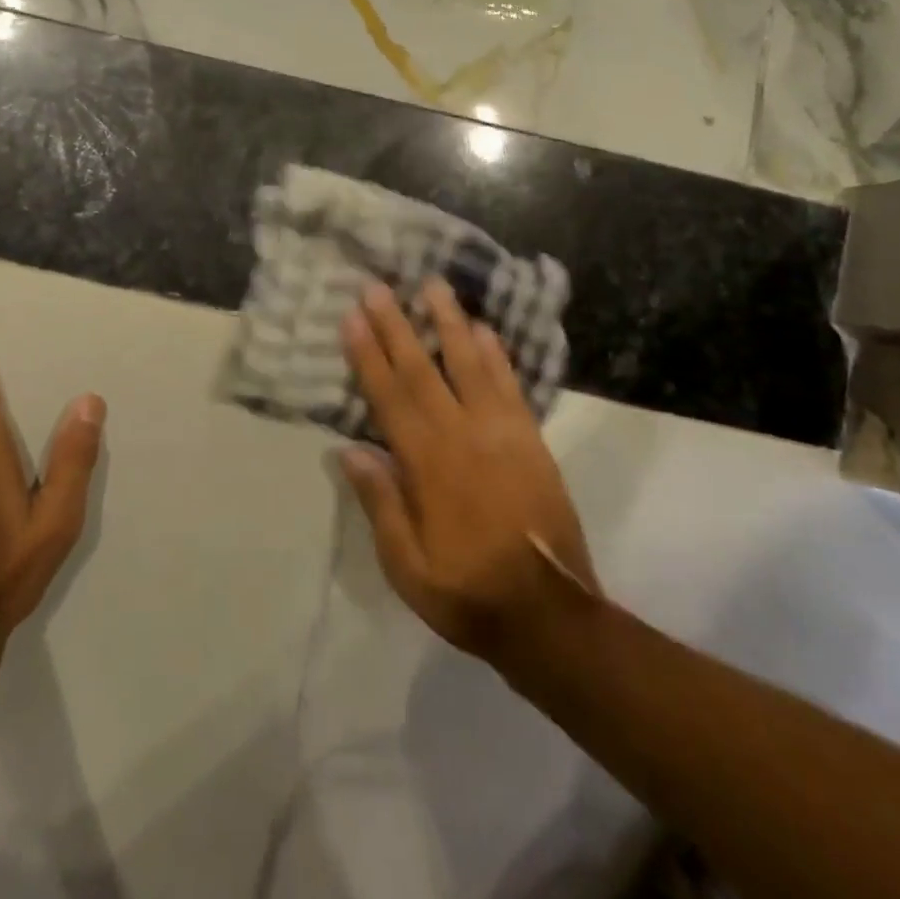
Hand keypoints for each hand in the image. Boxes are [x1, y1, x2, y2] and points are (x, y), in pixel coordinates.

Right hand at [338, 278, 597, 666]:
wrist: (550, 614)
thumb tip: (349, 450)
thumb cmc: (468, 592)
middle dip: (397, 325)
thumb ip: (380, 504)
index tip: (352, 317)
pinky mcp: (530, 439)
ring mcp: (501, 433)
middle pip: (422, 370)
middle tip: (379, 286)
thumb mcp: (407, 567)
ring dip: (449, 322)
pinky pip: (510, 386)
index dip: (368, 355)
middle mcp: (462, 435)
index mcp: (426, 464)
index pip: (389, 397)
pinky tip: (484, 329)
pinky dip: (496, 354)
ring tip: (433, 285)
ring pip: (469, 365)